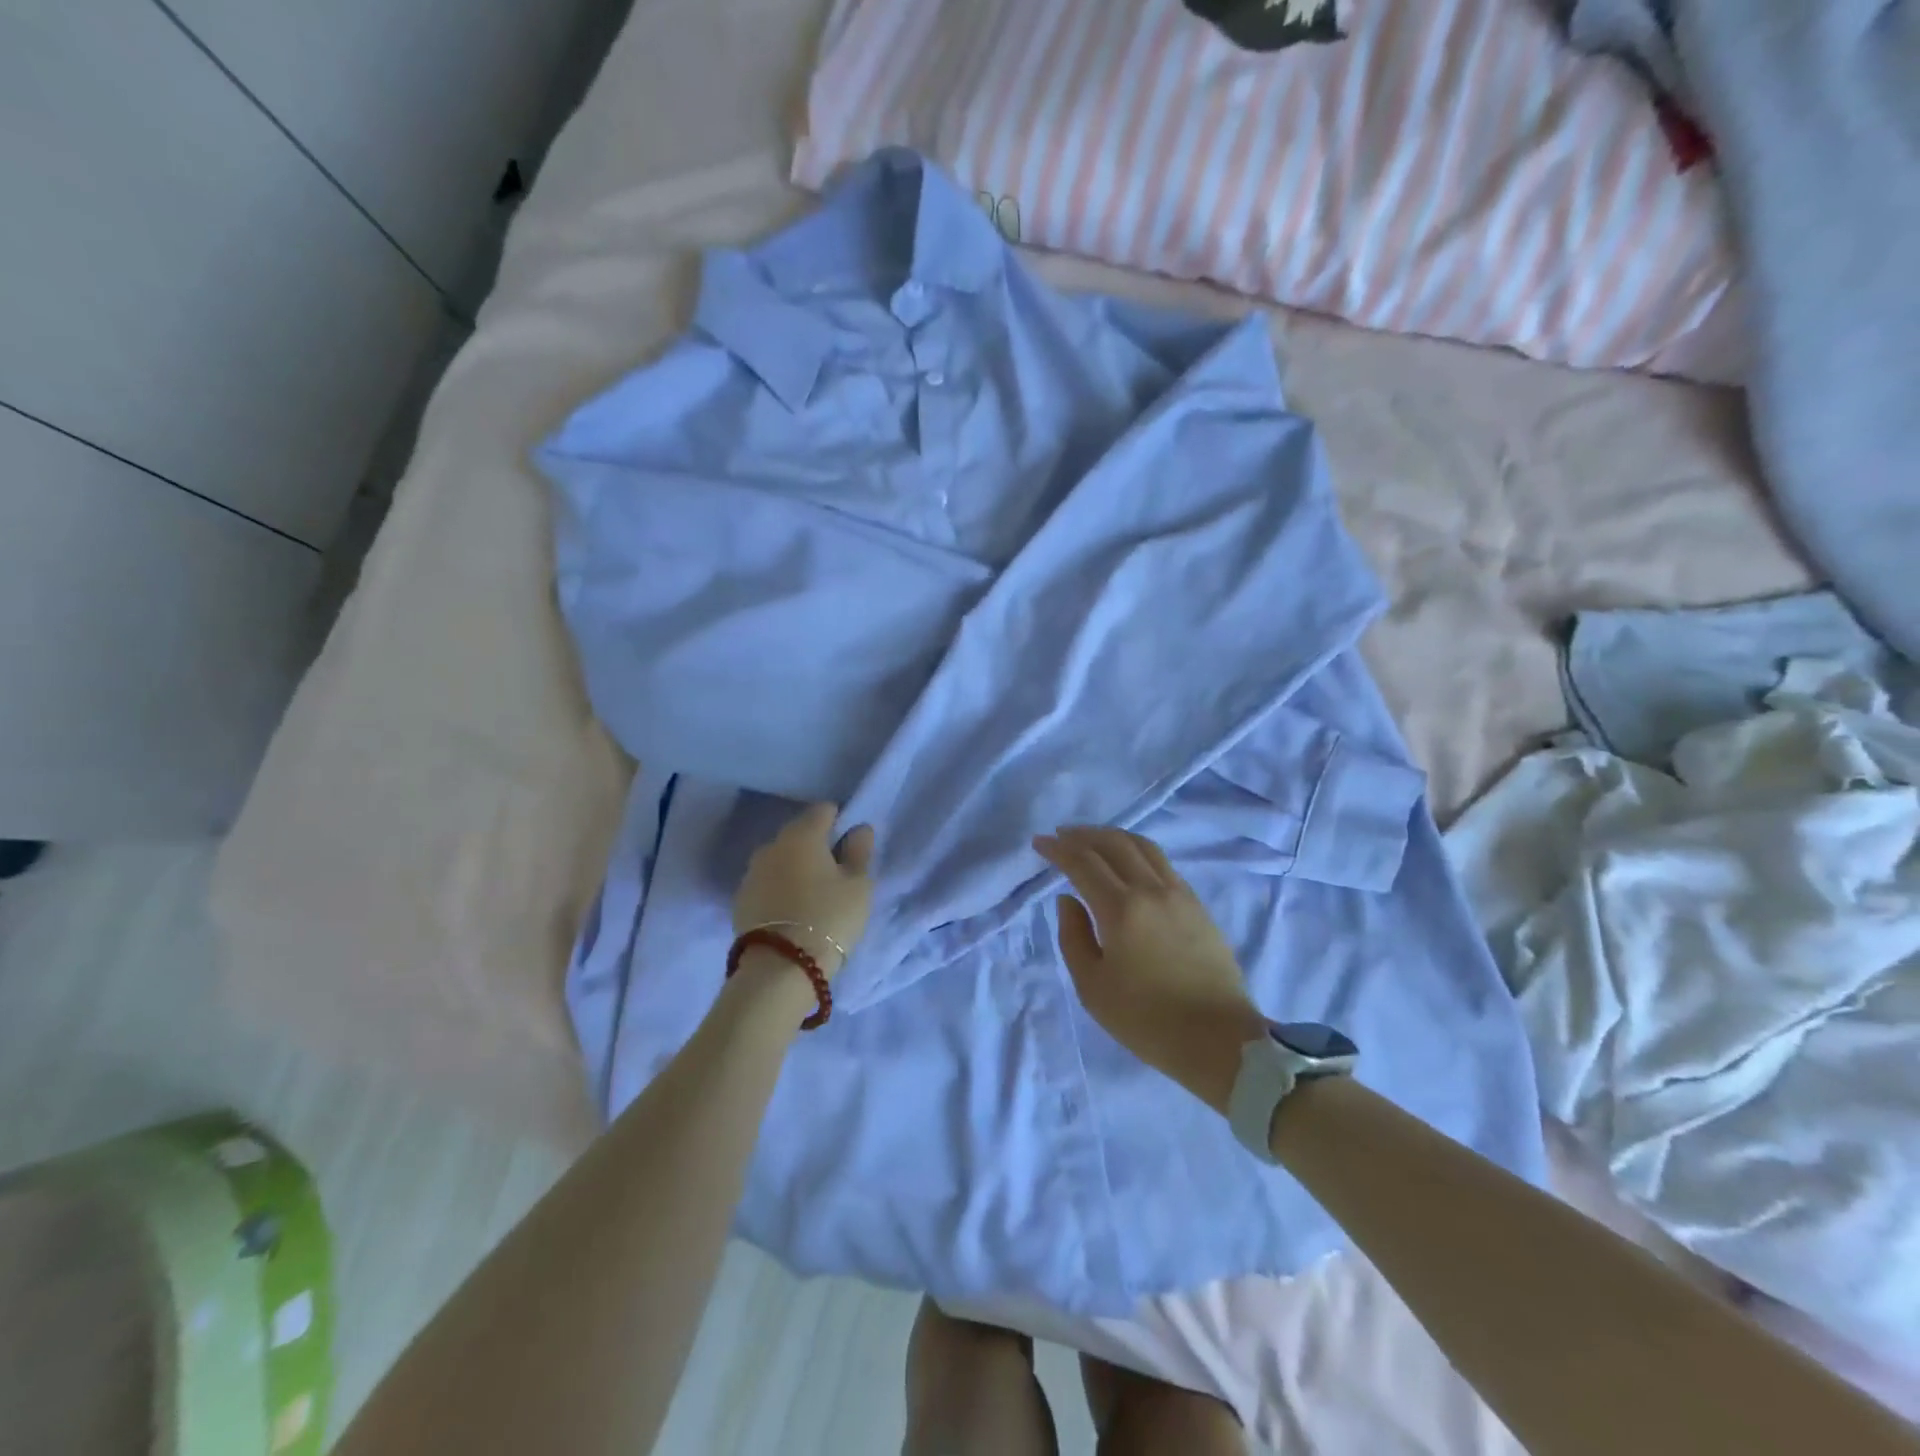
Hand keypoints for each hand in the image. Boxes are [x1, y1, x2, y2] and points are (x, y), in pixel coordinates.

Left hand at [733, 803, 874, 978]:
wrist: (780, 967)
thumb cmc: (829, 917)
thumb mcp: (859, 885)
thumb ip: (860, 851)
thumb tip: (858, 829)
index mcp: (802, 834)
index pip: (823, 810)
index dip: (840, 822)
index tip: (851, 847)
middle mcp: (772, 845)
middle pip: (799, 834)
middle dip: (816, 846)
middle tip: (835, 875)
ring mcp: (751, 872)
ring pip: (780, 859)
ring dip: (795, 869)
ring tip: (812, 896)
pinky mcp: (740, 899)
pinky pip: (767, 883)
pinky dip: (780, 889)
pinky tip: (792, 911)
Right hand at [1035, 826, 1268, 1113]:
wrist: (1220, 1040)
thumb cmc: (1147, 1020)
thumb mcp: (1093, 987)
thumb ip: (1074, 937)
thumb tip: (1068, 900)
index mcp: (1121, 909)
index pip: (1083, 862)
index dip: (1058, 849)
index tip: (1039, 843)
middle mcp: (1151, 890)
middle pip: (1114, 843)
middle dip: (1083, 835)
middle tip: (1061, 836)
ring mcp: (1180, 894)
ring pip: (1143, 847)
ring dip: (1112, 837)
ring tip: (1093, 840)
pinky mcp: (1198, 905)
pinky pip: (1162, 863)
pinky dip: (1137, 851)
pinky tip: (1128, 863)